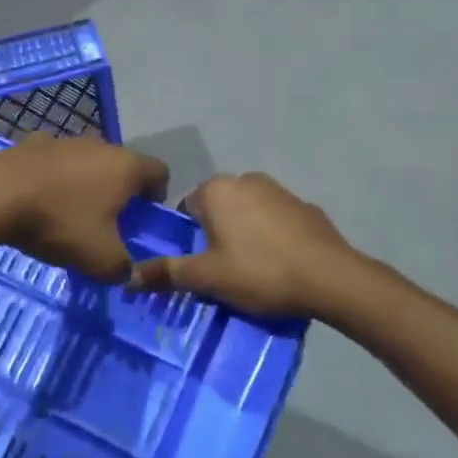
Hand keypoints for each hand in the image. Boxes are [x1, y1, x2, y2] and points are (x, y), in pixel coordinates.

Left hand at [0, 137, 169, 282]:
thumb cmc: (60, 223)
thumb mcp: (100, 260)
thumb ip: (123, 269)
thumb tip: (128, 274)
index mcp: (126, 167)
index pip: (160, 172)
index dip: (157, 197)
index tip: (143, 220)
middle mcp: (100, 145)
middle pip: (121, 166)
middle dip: (119, 192)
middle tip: (107, 223)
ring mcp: (64, 140)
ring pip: (86, 162)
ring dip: (85, 183)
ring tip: (69, 213)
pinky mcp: (32, 143)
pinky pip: (53, 162)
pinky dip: (53, 179)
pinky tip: (38, 201)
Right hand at [129, 173, 358, 319]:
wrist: (329, 277)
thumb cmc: (259, 272)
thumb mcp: (207, 278)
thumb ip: (167, 273)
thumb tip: (128, 278)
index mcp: (217, 190)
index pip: (187, 209)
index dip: (190, 239)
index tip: (200, 266)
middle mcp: (246, 179)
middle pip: (218, 209)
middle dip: (217, 236)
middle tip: (223, 272)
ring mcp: (280, 190)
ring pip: (248, 213)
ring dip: (245, 235)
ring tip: (253, 272)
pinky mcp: (306, 207)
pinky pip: (276, 221)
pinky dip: (273, 237)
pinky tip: (281, 264)